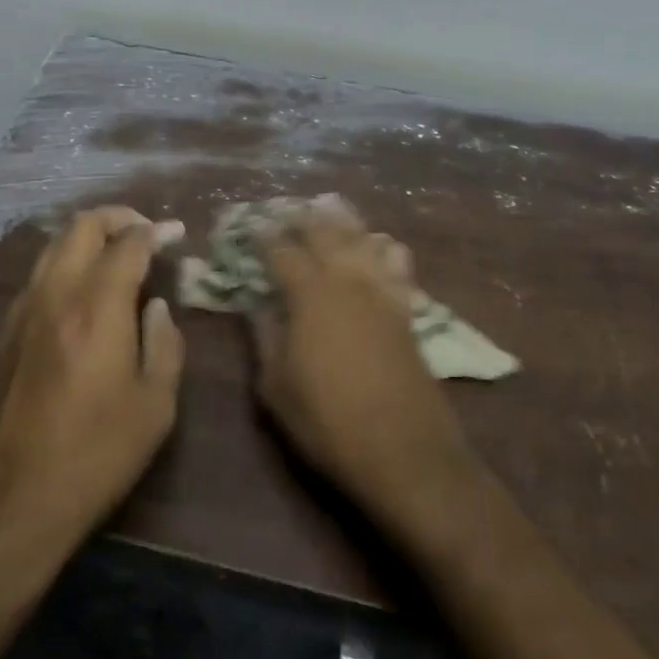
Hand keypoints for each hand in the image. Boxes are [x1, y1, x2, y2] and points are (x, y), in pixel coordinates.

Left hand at [0, 206, 186, 551]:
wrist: (6, 504)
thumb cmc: (93, 456)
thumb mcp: (155, 408)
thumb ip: (165, 345)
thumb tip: (156, 308)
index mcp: (96, 307)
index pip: (129, 244)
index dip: (157, 231)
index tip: (176, 232)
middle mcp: (55, 294)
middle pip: (82, 227)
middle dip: (119, 218)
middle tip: (145, 231)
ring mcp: (22, 311)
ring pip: (54, 246)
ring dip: (88, 237)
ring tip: (116, 255)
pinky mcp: (3, 333)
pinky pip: (39, 276)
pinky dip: (66, 264)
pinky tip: (83, 293)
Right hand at [249, 197, 478, 523]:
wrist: (405, 452)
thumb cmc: (329, 422)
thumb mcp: (277, 387)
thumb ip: (265, 337)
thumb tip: (256, 304)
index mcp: (310, 294)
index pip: (282, 251)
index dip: (264, 236)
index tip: (252, 225)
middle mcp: (347, 280)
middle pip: (325, 233)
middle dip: (304, 217)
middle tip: (289, 208)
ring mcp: (382, 292)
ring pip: (364, 238)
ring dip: (345, 220)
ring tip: (331, 206)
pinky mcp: (406, 310)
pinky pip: (397, 263)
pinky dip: (386, 247)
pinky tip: (381, 243)